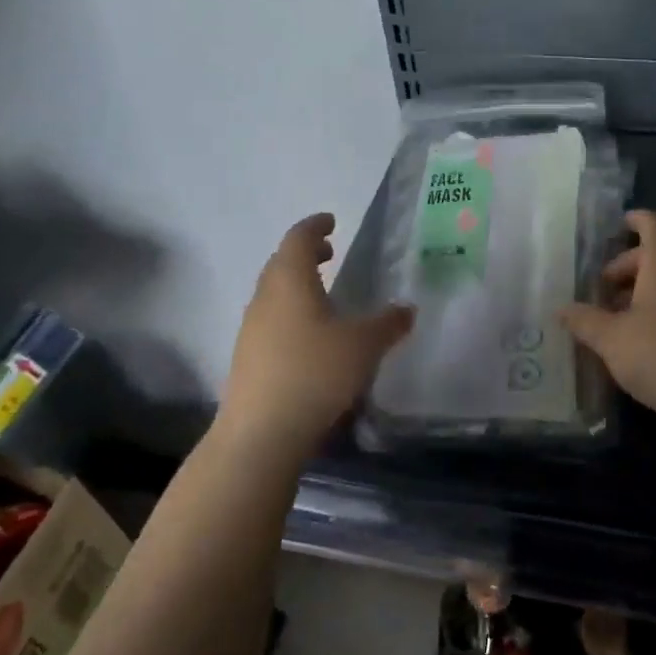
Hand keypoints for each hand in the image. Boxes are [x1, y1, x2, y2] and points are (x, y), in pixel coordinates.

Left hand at [216, 213, 413, 457]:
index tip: (331, 221)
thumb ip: (388, 324)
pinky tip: (310, 336)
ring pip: (273, 292)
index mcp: (290, 281)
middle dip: (305, 253)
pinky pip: (270, 319)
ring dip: (296, 284)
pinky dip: (290, 312)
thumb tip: (407, 309)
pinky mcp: (248, 357)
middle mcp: (265, 297)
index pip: (298, 239)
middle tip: (330, 253)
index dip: (314, 226)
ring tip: (323, 294)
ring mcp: (251, 328)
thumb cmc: (315, 373)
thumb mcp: (364, 346)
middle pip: (281, 262)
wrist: (261, 433)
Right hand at [560, 210, 655, 430]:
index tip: (620, 224)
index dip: (636, 220)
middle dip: (630, 266)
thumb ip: (585, 321)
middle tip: (604, 291)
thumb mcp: (612, 339)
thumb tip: (561, 310)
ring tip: (621, 318)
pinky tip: (648, 336)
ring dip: (647, 289)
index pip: (653, 224)